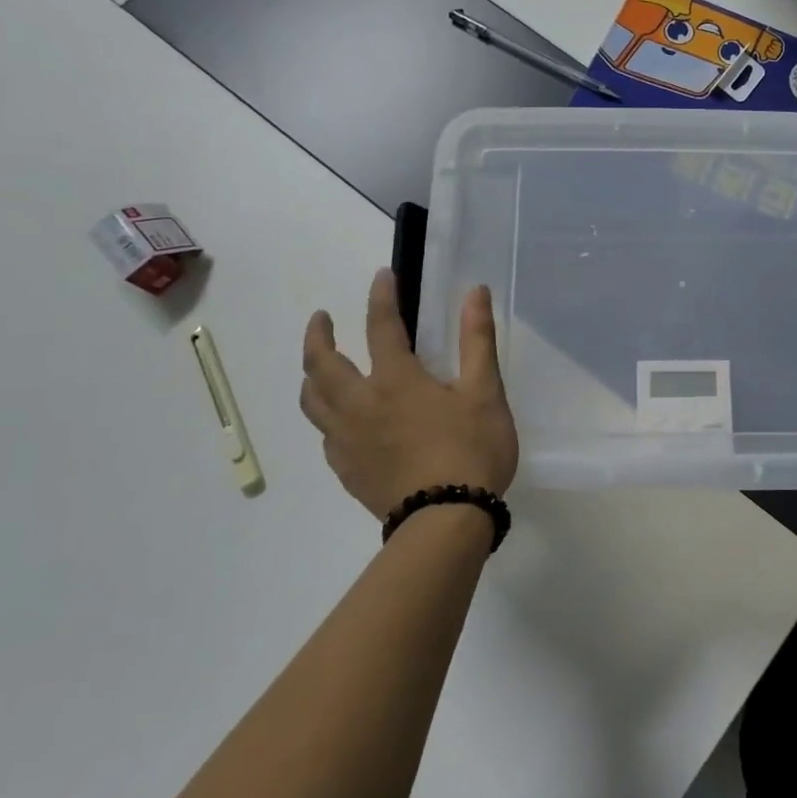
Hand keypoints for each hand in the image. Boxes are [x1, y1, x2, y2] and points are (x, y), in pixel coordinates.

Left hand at [300, 270, 518, 520]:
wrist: (447, 521)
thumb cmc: (471, 450)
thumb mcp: (485, 392)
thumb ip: (477, 340)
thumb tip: (474, 292)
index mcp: (396, 381)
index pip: (381, 327)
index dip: (381, 297)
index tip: (381, 276)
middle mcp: (360, 405)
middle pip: (322, 364)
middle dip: (318, 336)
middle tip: (321, 320)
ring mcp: (348, 441)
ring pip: (313, 401)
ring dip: (311, 375)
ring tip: (318, 367)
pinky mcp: (347, 472)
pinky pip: (324, 436)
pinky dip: (326, 417)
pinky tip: (338, 422)